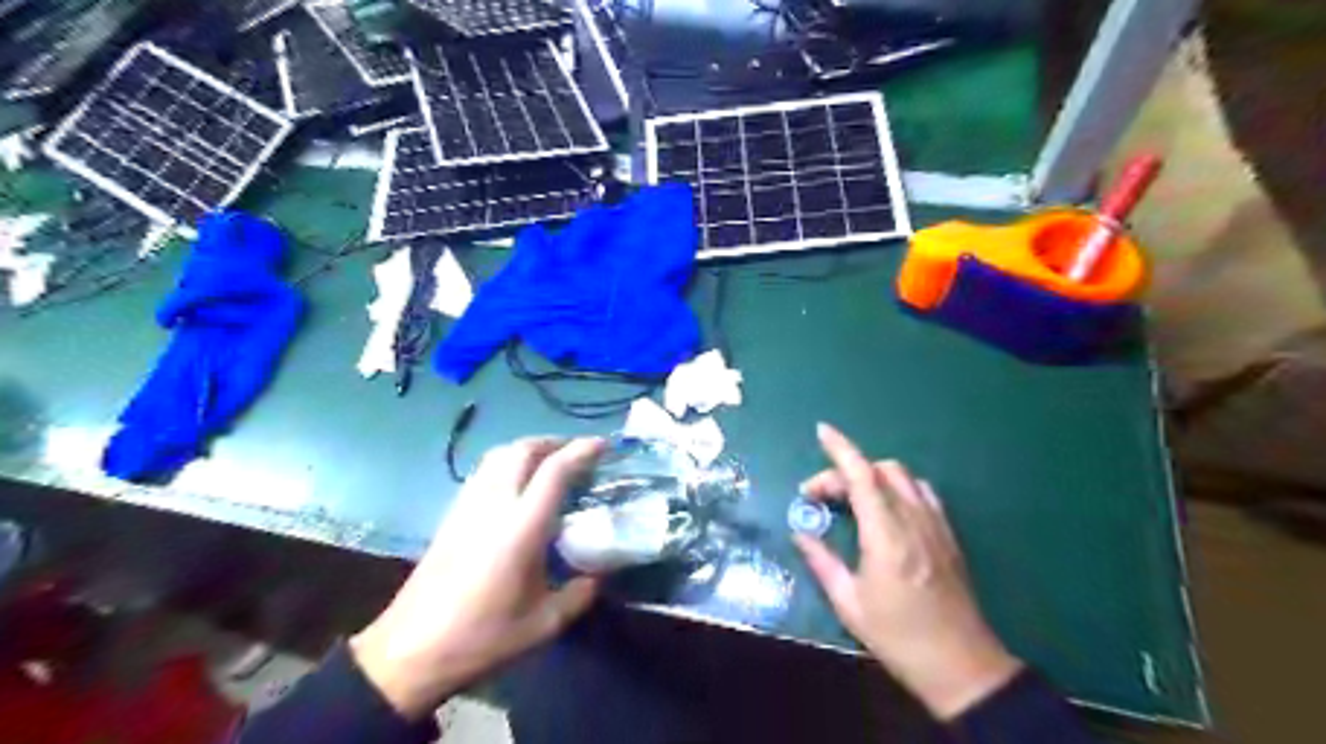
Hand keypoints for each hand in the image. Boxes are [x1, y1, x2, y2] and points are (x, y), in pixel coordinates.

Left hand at [348, 437, 604, 716]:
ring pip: (499, 454)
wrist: (411, 651)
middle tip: (578, 451)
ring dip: (529, 448)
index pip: (554, 471)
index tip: (603, 445)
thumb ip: (579, 594)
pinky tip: (517, 484)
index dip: (581, 450)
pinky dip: (507, 462)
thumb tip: (597, 576)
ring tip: (550, 461)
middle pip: (523, 449)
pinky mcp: (451, 514)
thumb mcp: (543, 624)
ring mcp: (468, 506)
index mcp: (521, 527)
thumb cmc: (482, 637)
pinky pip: (484, 471)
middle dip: (554, 441)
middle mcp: (494, 504)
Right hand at [790, 424, 1017, 719]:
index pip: (862, 476)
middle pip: (879, 471)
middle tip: (819, 498)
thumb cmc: (898, 636)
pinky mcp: (948, 534)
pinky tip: (886, 509)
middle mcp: (913, 520)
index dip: (840, 449)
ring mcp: (935, 525)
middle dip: (844, 472)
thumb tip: (800, 532)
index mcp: (886, 535)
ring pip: (903, 477)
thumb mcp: (849, 603)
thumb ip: (822, 561)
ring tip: (851, 500)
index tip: (821, 431)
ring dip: (872, 476)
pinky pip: (922, 493)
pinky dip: (898, 487)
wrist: (961, 665)